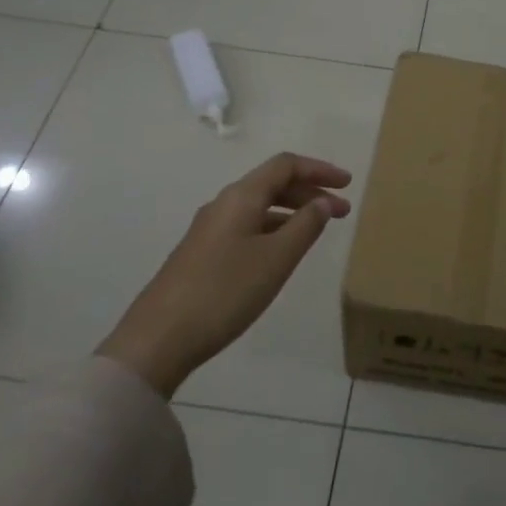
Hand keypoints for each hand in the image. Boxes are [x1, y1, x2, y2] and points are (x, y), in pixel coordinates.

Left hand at [98, 152, 351, 397]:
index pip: (285, 165)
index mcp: (241, 196)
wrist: (158, 339)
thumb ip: (305, 226)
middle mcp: (224, 204)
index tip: (347, 184)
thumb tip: (324, 203)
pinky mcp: (202, 254)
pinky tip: (282, 253)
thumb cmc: (224, 292)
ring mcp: (209, 230)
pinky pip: (247, 226)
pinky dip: (274, 229)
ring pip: (260, 207)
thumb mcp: (276, 259)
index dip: (319, 170)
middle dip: (310, 192)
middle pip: (272, 183)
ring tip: (318, 232)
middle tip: (341, 212)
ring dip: (292, 212)